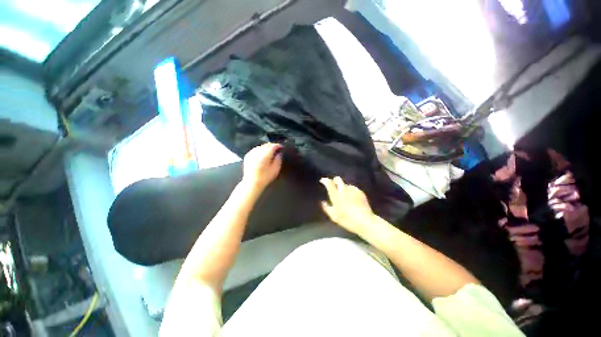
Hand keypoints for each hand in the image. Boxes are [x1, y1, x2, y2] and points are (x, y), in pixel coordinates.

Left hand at [242, 143, 282, 192]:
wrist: (252, 183)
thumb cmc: (265, 177)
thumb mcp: (276, 169)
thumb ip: (278, 159)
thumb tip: (279, 153)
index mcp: (265, 154)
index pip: (273, 146)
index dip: (278, 145)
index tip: (281, 147)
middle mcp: (258, 152)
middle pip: (266, 145)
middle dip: (272, 146)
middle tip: (277, 150)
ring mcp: (252, 153)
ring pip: (261, 146)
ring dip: (266, 148)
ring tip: (270, 152)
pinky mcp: (247, 156)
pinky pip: (255, 150)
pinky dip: (260, 150)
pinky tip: (262, 155)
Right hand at [320, 177, 374, 234]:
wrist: (365, 221)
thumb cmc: (347, 220)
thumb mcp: (334, 216)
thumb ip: (327, 208)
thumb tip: (323, 202)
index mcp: (336, 195)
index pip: (329, 183)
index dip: (325, 180)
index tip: (322, 180)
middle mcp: (344, 190)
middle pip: (338, 179)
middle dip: (334, 180)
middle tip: (333, 185)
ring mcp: (353, 190)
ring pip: (346, 184)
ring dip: (343, 187)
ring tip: (344, 194)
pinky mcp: (360, 192)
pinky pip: (353, 189)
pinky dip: (351, 191)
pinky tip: (352, 198)